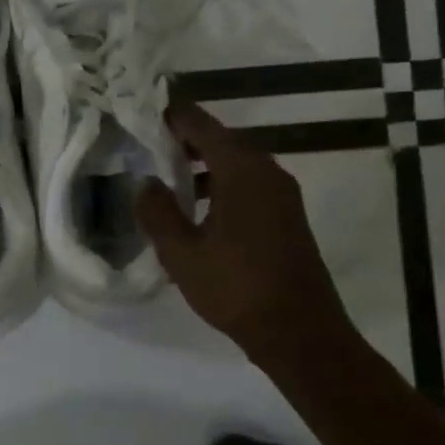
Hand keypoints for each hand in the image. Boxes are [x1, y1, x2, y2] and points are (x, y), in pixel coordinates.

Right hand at [136, 103, 356, 370]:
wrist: (300, 332)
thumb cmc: (235, 287)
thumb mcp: (181, 253)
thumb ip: (158, 212)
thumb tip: (146, 182)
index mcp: (242, 171)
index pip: (202, 126)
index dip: (173, 117)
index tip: (144, 113)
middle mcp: (267, 173)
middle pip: (222, 141)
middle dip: (185, 142)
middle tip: (148, 146)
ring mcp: (283, 196)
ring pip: (236, 165)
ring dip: (203, 167)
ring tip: (168, 180)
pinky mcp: (288, 218)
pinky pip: (249, 186)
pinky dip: (222, 186)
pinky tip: (199, 213)